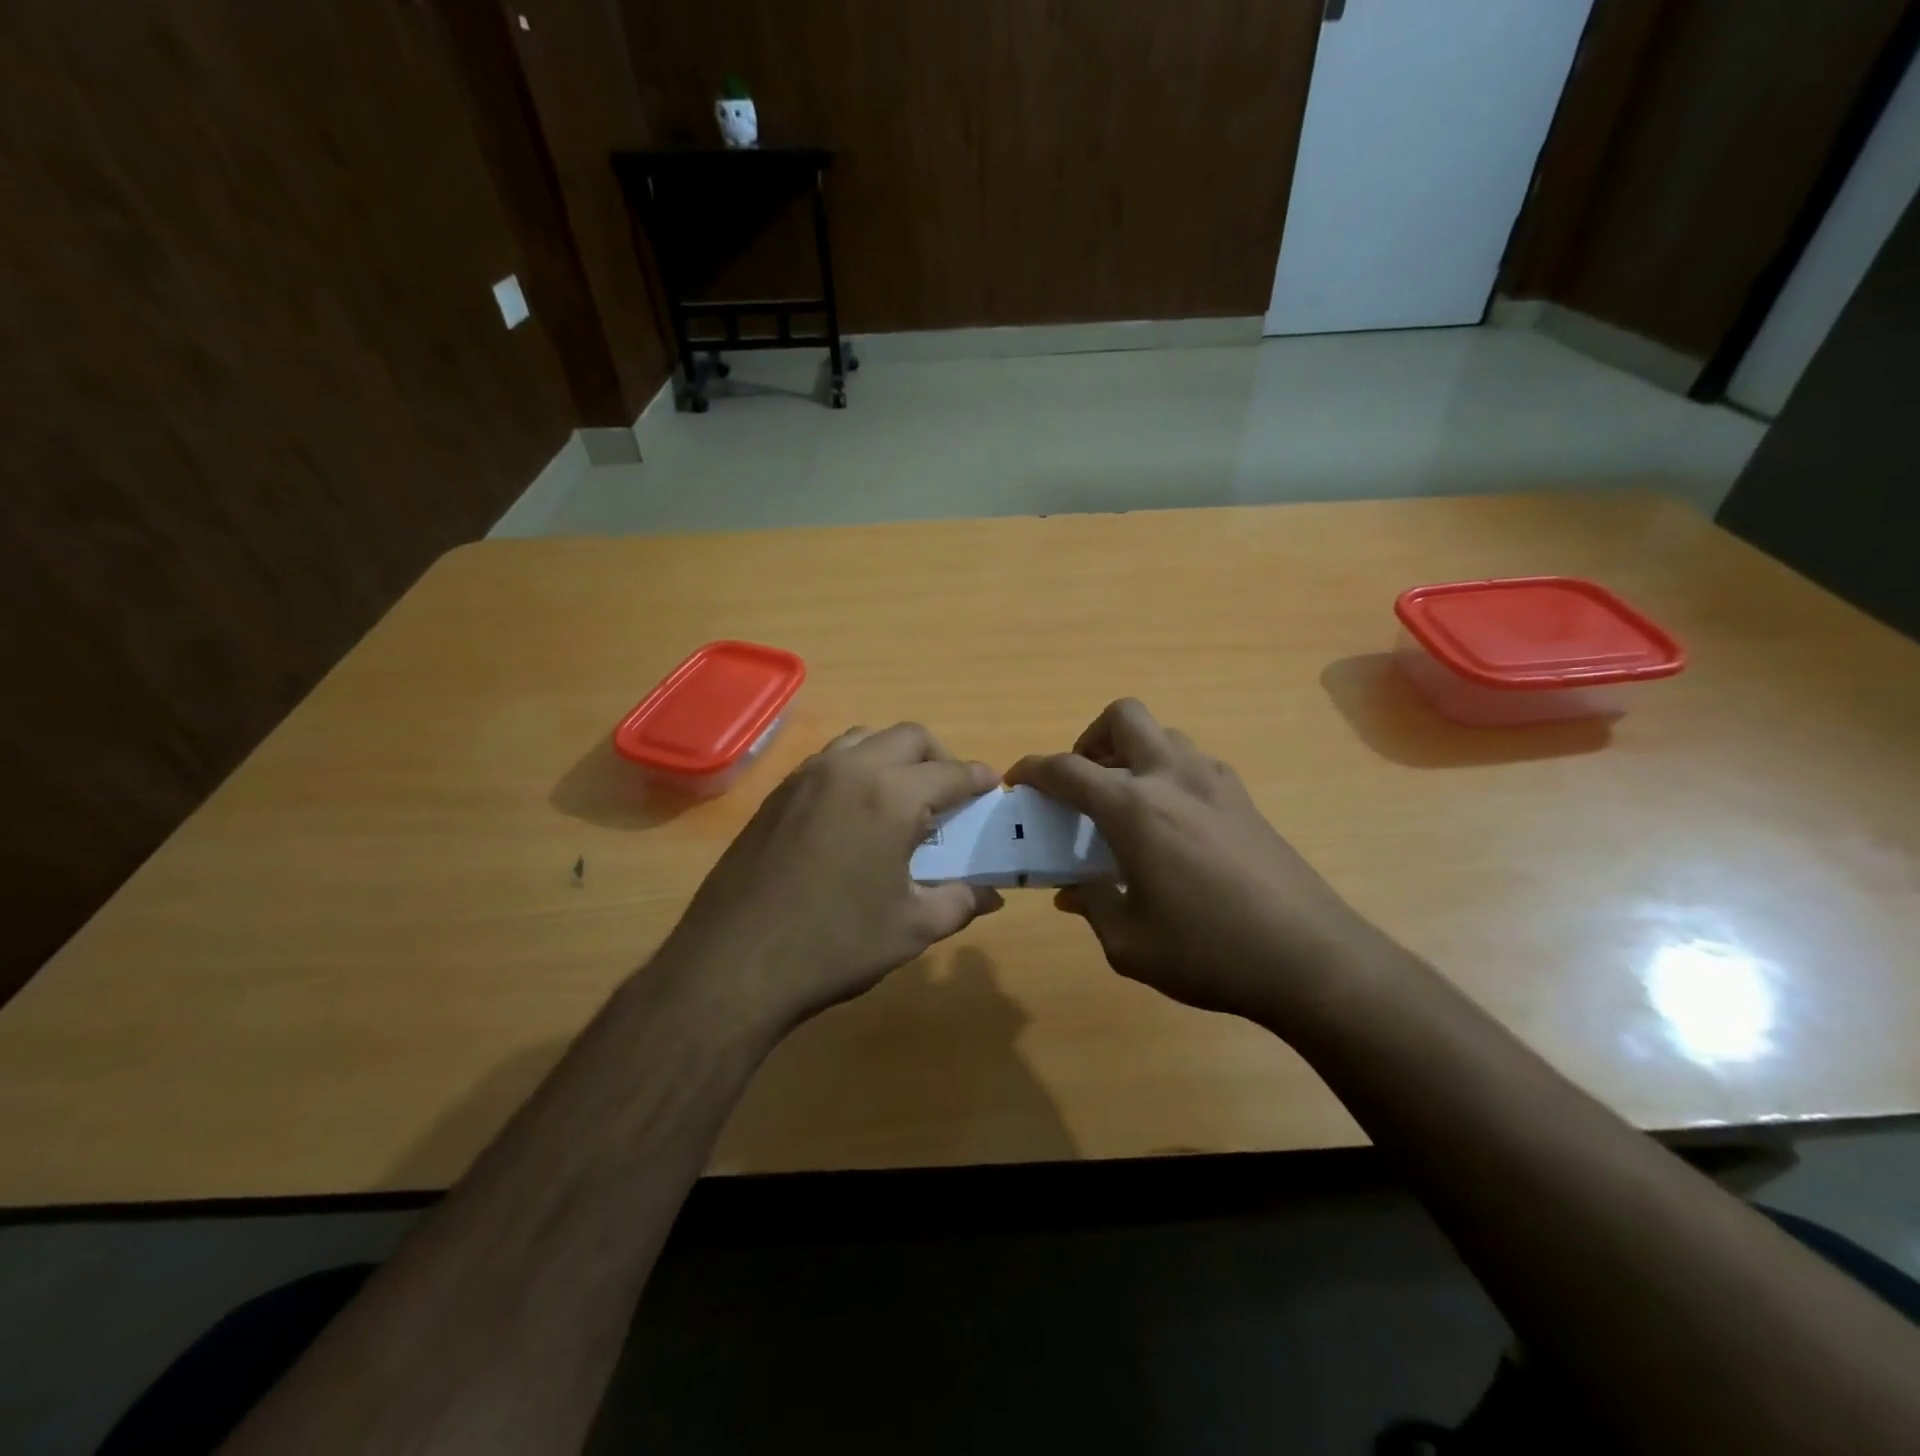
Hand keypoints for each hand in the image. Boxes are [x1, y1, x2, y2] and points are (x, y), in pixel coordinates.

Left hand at [659, 723, 1002, 1036]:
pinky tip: (855, 811)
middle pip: (908, 737)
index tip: (992, 785)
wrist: (735, 962)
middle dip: (938, 756)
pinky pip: (829, 759)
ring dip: (893, 755)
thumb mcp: (911, 928)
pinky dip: (856, 767)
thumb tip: (990, 894)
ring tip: (902, 794)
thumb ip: (959, 902)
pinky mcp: (778, 793)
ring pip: (864, 738)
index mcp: (891, 796)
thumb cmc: (835, 944)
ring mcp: (807, 777)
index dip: (977, 777)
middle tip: (950, 791)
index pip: (949, 772)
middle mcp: (850, 769)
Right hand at [1008, 699, 1390, 1027]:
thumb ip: (1092, 907)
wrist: (1312, 960)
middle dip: (1091, 738)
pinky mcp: (1245, 799)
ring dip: (1134, 753)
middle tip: (1085, 781)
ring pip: (1164, 735)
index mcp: (1135, 809)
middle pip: (1124, 716)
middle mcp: (1172, 778)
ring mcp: (1216, 782)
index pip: (1067, 769)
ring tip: (1127, 803)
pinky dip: (1169, 774)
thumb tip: (1072, 892)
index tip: (1018, 781)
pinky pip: (1195, 763)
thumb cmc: (1210, 953)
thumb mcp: (1130, 944)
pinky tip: (1173, 824)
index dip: (1034, 769)